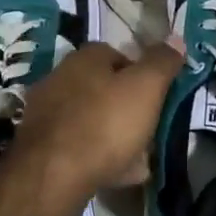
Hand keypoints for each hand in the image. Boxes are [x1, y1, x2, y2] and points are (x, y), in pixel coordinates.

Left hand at [9, 39, 185, 200]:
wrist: (53, 176)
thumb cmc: (105, 123)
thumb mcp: (146, 88)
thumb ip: (162, 62)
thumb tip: (176, 39)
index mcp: (84, 59)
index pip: (118, 54)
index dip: (141, 73)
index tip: (157, 95)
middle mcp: (60, 79)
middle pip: (103, 88)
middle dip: (127, 106)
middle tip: (149, 127)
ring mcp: (46, 114)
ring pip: (92, 119)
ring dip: (115, 134)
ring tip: (141, 158)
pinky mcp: (40, 147)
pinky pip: (79, 146)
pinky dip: (99, 156)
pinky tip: (118, 174)